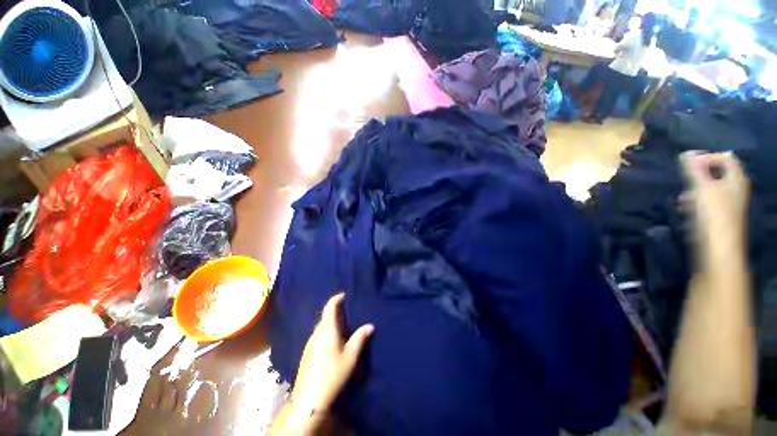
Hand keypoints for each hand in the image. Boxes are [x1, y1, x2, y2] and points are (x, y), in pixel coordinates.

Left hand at [291, 293, 373, 414]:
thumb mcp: (351, 356)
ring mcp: (309, 343)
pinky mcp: (306, 353)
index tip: (343, 295)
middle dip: (334, 311)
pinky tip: (330, 342)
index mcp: (327, 330)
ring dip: (329, 322)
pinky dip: (324, 332)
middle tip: (345, 311)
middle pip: (324, 316)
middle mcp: (316, 333)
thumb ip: (360, 338)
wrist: (309, 399)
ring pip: (320, 327)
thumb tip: (370, 325)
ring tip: (340, 326)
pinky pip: (317, 336)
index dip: (336, 299)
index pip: (329, 308)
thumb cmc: (333, 373)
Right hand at [680, 151, 749, 247]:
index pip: (725, 157)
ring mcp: (728, 202)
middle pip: (717, 173)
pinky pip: (707, 200)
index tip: (689, 164)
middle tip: (685, 179)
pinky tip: (685, 206)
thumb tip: (686, 153)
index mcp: (736, 178)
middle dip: (699, 174)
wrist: (717, 245)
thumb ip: (694, 170)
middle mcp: (735, 187)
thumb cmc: (713, 212)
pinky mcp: (719, 213)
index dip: (708, 157)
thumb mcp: (702, 187)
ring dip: (695, 188)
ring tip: (682, 196)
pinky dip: (696, 200)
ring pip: (710, 187)